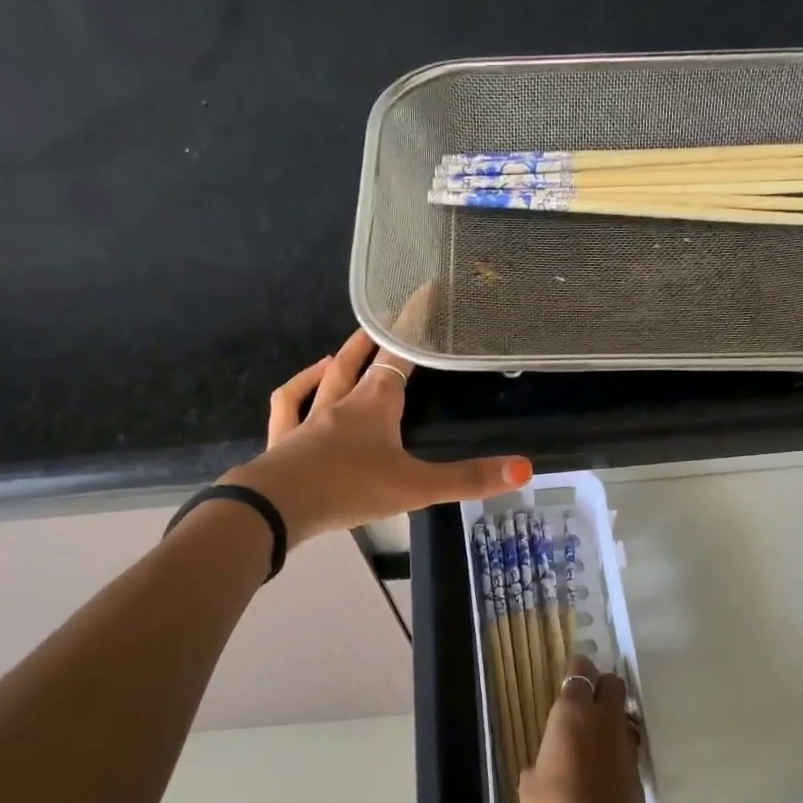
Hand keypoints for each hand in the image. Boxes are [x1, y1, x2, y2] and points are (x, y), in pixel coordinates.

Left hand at [222, 330, 531, 547]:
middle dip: (377, 339)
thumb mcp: (416, 487)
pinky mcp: (286, 441)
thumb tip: (524, 468)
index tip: (425, 295)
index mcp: (376, 404)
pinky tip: (307, 385)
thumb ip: (468, 479)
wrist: (278, 507)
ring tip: (346, 350)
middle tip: (388, 319)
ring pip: (326, 379)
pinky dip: (300, 388)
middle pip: (361, 361)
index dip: (415, 328)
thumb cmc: (350, 488)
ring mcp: (309, 420)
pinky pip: (290, 406)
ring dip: (339, 361)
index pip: (400, 357)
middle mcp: (342, 402)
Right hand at [520, 656, 654, 802]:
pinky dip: (616, 745)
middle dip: (600, 686)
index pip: (581, 672)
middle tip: (581, 703)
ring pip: (624, 713)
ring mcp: (626, 746)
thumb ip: (541, 758)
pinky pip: (627, 743)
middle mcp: (605, 722)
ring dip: (610, 716)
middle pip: (612, 683)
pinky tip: (600, 767)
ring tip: (589, 737)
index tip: (566, 678)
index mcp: (573, 715)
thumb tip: (549, 760)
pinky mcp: (638, 772)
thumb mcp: (530, 786)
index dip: (575, 671)